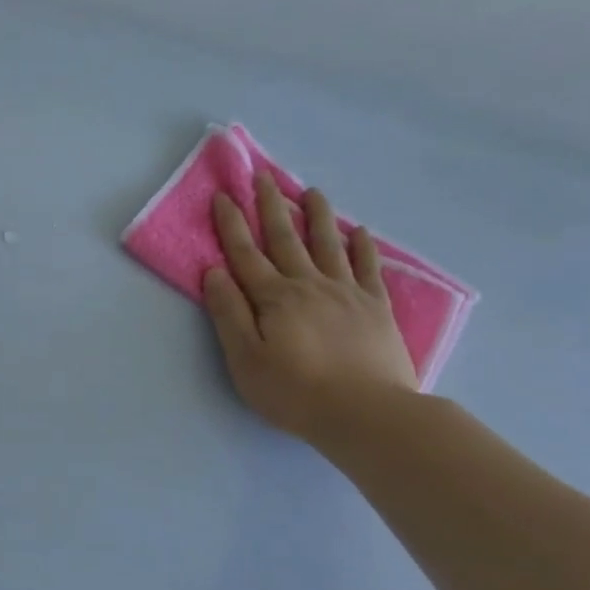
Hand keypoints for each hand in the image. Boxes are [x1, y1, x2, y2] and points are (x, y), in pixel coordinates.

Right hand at [203, 170, 417, 445]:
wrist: (366, 413)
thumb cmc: (294, 391)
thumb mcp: (245, 359)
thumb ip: (228, 313)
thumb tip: (214, 271)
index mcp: (273, 298)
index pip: (245, 253)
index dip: (231, 223)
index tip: (223, 194)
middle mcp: (308, 284)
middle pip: (285, 238)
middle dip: (271, 205)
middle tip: (263, 176)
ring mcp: (346, 293)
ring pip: (327, 244)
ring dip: (316, 215)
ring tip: (310, 191)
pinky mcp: (375, 308)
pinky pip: (367, 268)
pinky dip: (362, 246)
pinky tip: (359, 231)